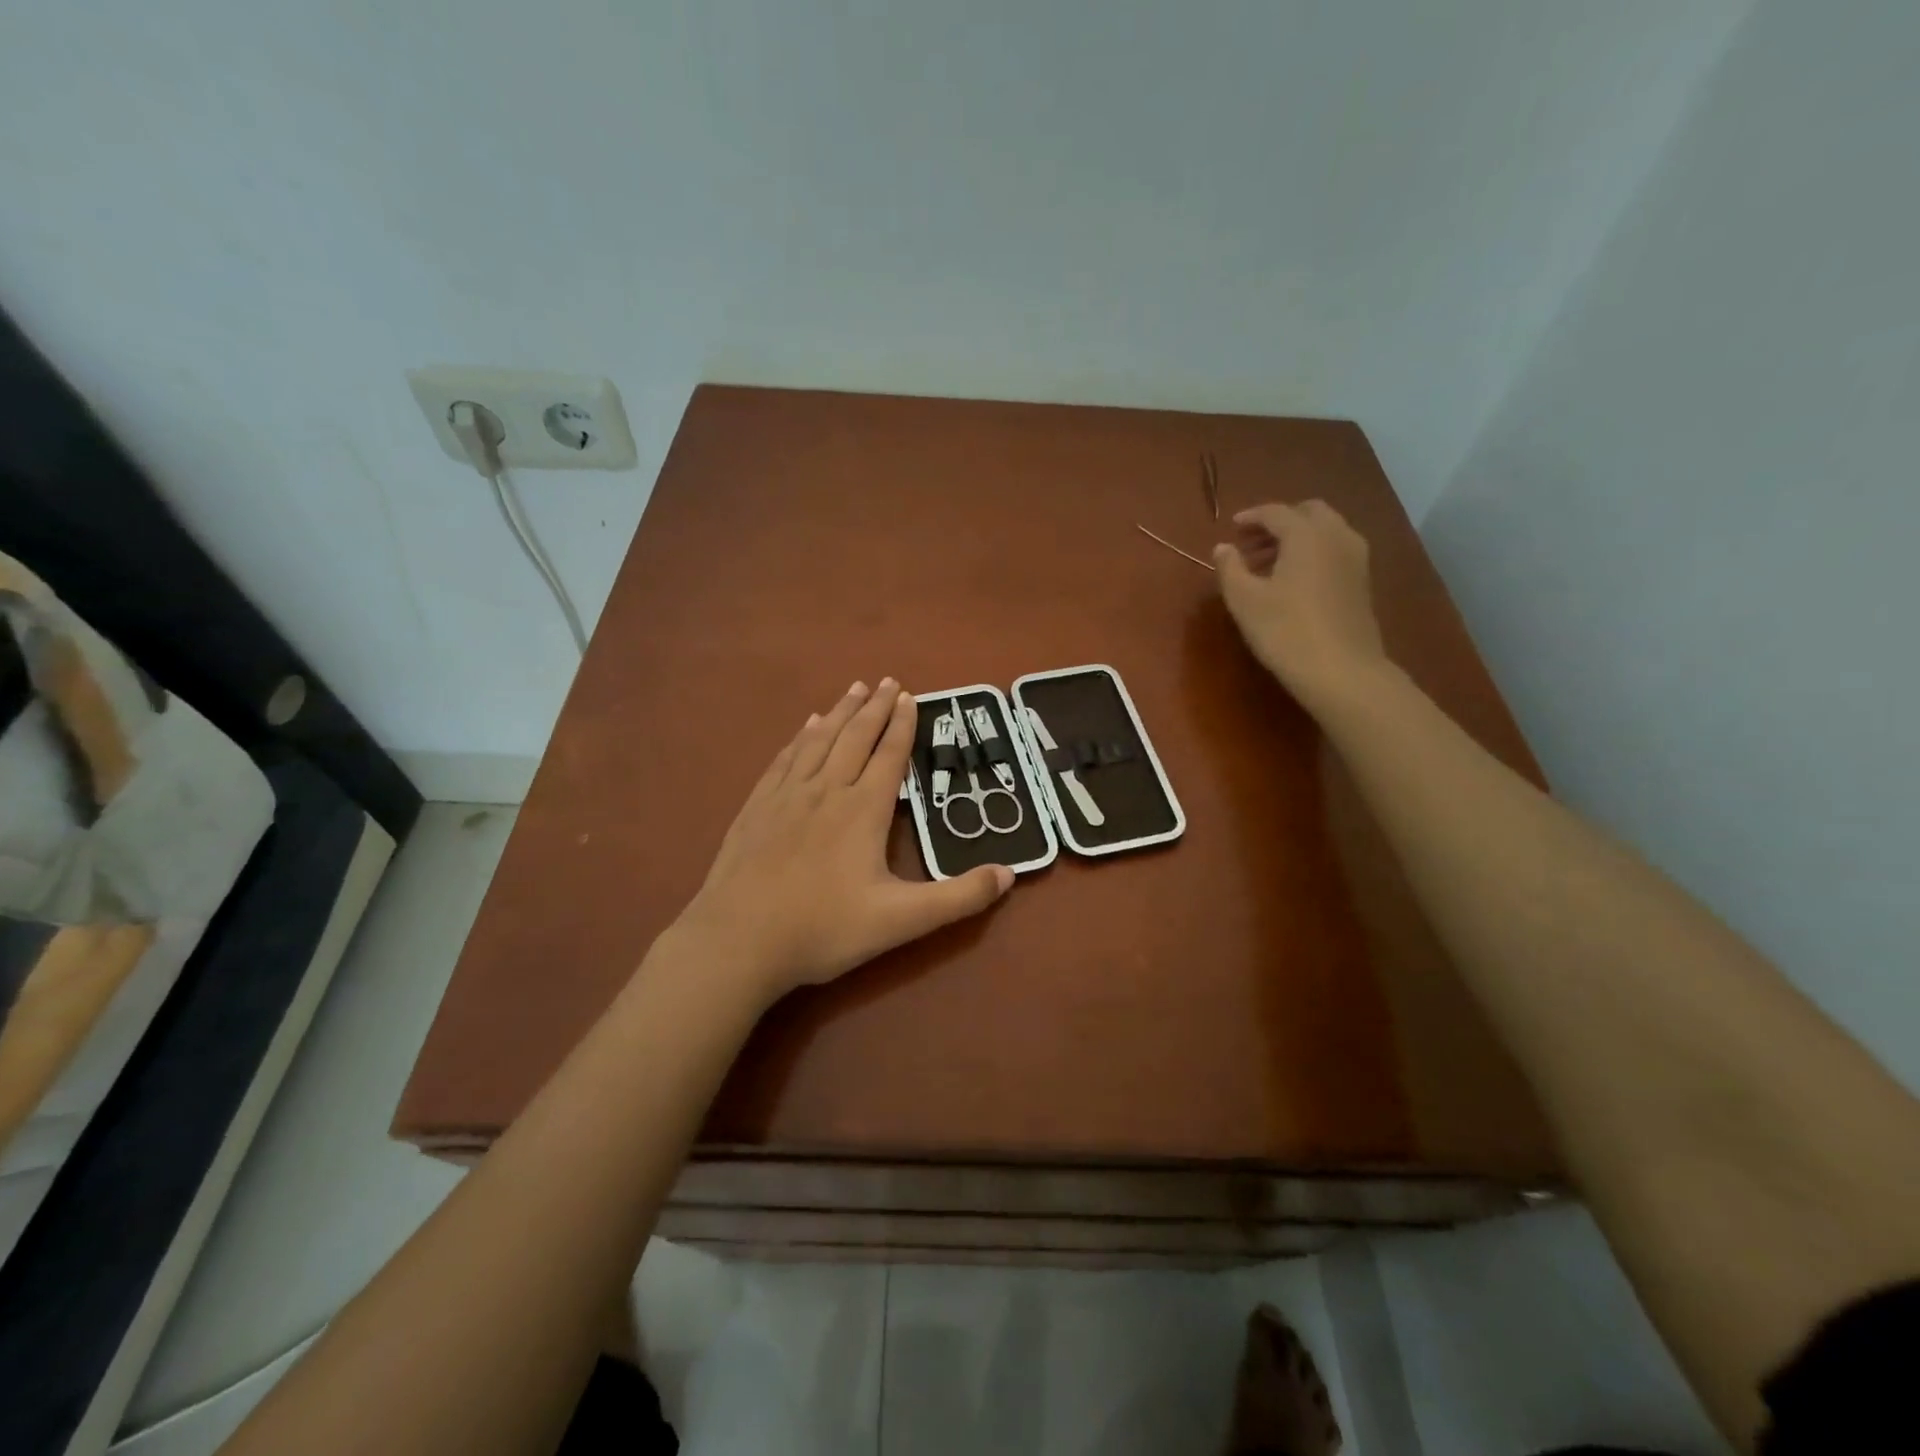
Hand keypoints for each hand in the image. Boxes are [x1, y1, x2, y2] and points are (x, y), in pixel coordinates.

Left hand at [675, 679, 1013, 1002]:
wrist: (738, 941)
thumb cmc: (823, 930)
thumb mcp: (901, 921)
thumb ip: (958, 898)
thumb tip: (1010, 874)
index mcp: (862, 811)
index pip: (889, 756)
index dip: (902, 725)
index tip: (911, 696)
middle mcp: (826, 791)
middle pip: (855, 738)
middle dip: (875, 708)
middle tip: (888, 680)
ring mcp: (786, 796)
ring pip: (819, 741)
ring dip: (840, 712)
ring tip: (854, 688)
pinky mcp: (756, 808)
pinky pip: (785, 759)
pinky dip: (800, 738)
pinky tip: (804, 727)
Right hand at [1213, 502, 1387, 713]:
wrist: (1341, 671)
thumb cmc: (1285, 631)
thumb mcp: (1244, 600)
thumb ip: (1230, 568)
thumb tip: (1223, 548)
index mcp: (1306, 535)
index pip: (1276, 512)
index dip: (1251, 517)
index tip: (1232, 527)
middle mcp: (1337, 536)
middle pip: (1308, 513)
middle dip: (1279, 522)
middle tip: (1252, 543)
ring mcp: (1356, 559)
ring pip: (1325, 532)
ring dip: (1297, 538)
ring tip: (1268, 564)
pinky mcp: (1362, 582)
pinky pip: (1335, 551)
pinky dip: (1313, 553)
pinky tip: (1294, 581)